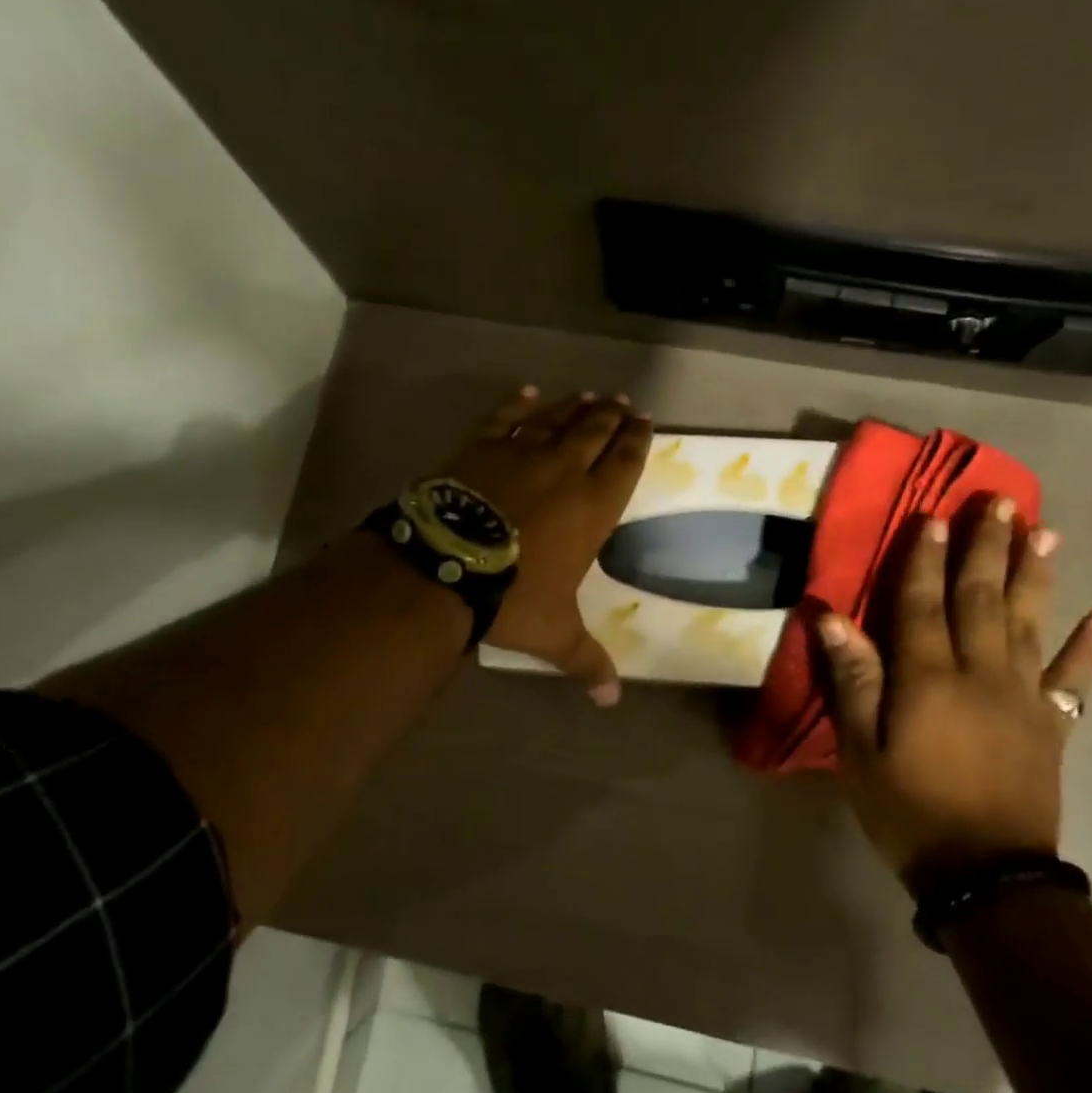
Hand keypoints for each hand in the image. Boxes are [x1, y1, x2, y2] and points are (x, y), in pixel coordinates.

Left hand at [440, 386, 652, 704]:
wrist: (447, 565)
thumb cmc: (512, 596)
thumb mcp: (554, 634)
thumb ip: (587, 661)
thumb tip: (612, 701)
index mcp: (592, 507)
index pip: (625, 463)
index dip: (637, 440)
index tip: (644, 421)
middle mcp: (564, 471)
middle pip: (595, 432)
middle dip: (611, 416)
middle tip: (621, 402)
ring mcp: (520, 453)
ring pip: (555, 419)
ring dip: (574, 407)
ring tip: (588, 396)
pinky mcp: (481, 447)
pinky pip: (504, 417)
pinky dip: (518, 404)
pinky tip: (528, 392)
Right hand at [815, 496, 1091, 892]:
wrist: (986, 874)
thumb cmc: (908, 809)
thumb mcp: (861, 749)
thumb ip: (854, 680)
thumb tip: (832, 618)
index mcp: (929, 678)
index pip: (923, 603)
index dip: (924, 558)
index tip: (932, 516)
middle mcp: (980, 674)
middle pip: (982, 599)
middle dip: (987, 547)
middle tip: (999, 503)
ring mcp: (1023, 697)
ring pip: (1029, 624)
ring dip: (1035, 576)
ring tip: (1043, 533)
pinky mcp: (1051, 725)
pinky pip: (1073, 681)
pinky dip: (1089, 649)